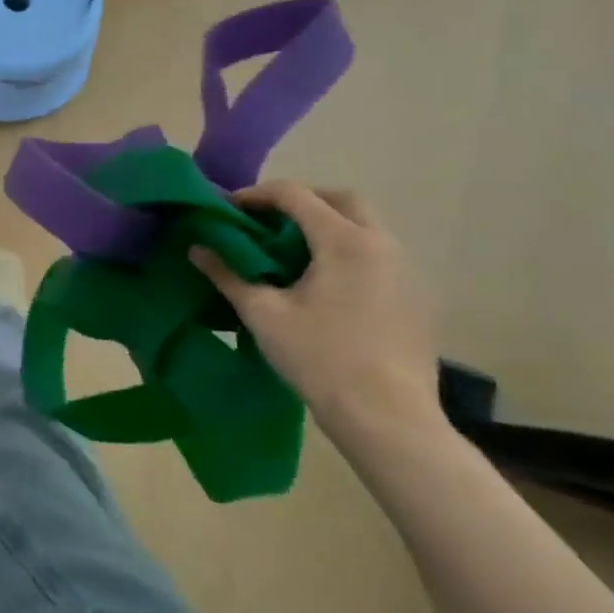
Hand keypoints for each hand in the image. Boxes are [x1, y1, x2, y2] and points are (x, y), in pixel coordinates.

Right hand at [190, 182, 445, 452]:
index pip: (296, 195)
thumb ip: (227, 274)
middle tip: (266, 219)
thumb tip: (197, 248)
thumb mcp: (262, 313)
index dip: (257, 195)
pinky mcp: (416, 298)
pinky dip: (347, 251)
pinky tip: (323, 283)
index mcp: (345, 242)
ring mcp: (407, 271)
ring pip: (366, 226)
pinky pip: (378, 255)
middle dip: (302, 200)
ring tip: (290, 251)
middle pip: (342, 200)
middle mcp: (383, 245)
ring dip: (327, 225)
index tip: (228, 208)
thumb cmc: (319, 357)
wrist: (387, 417)